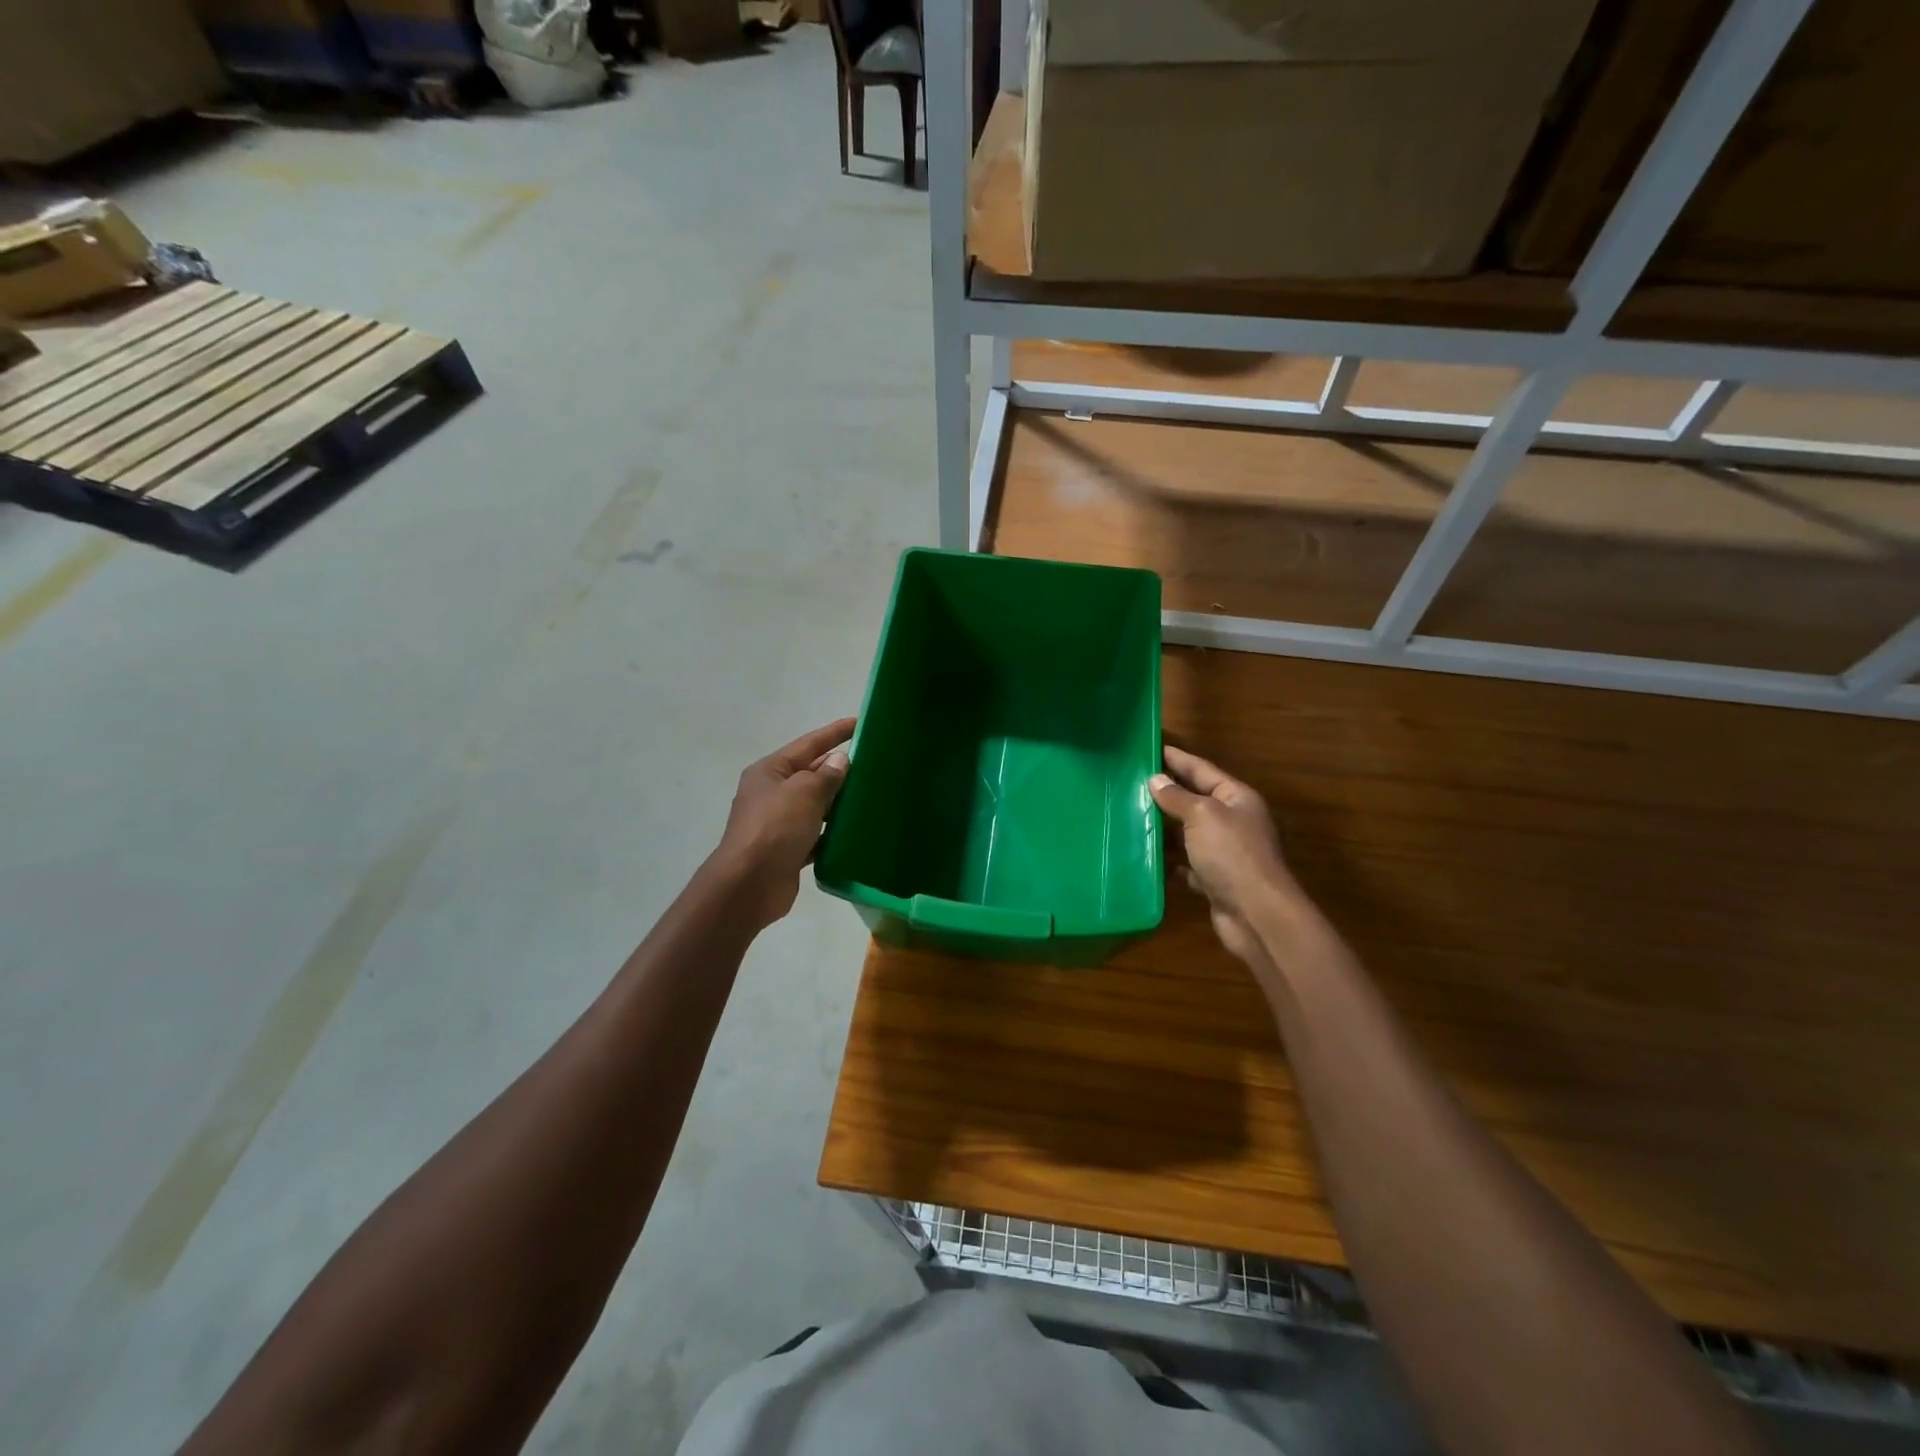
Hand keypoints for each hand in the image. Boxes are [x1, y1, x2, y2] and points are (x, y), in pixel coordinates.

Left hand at [713, 718, 853, 928]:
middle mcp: (772, 794)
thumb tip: (839, 760)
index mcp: (770, 771)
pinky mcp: (789, 850)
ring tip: (872, 796)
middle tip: (875, 764)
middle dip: (839, 769)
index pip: (808, 744)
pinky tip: (856, 832)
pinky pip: (817, 834)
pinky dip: (833, 832)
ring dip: (839, 802)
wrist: (749, 885)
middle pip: (811, 774)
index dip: (834, 733)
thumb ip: (825, 775)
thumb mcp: (804, 793)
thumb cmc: (774, 829)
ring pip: (816, 805)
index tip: (860, 723)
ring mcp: (779, 823)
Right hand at [1150, 745, 1302, 968]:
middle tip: (1132, 782)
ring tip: (1130, 817)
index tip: (1152, 748)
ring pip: (1188, 834)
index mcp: (1236, 798)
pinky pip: (1187, 865)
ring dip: (1164, 829)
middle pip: (1195, 801)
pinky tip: (1145, 858)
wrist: (1256, 914)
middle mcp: (1233, 822)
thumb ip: (1177, 797)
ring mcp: (1225, 853)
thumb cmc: (1232, 855)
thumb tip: (1156, 780)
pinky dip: (1168, 862)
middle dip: (1166, 793)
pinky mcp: (1215, 881)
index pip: (1202, 769)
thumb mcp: (1202, 816)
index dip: (1177, 758)